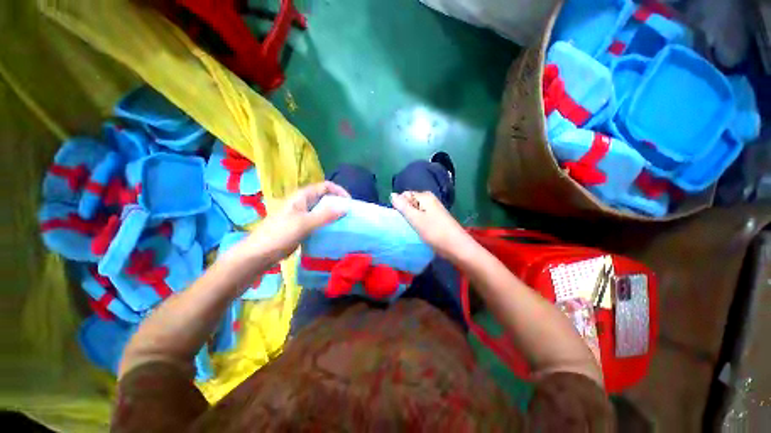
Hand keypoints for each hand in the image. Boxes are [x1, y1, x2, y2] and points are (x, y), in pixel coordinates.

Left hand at [244, 181, 349, 261]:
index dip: (338, 191)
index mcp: (302, 197)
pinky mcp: (301, 227)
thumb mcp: (304, 223)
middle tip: (349, 214)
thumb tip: (346, 207)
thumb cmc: (280, 234)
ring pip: (322, 210)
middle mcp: (303, 203)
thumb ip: (325, 215)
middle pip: (325, 198)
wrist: (259, 254)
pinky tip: (333, 231)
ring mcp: (302, 215)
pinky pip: (318, 221)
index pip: (325, 186)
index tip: (349, 202)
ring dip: (333, 214)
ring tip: (345, 223)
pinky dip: (327, 224)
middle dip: (338, 203)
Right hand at [390, 191, 473, 259]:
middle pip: (410, 202)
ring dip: (411, 219)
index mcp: (425, 196)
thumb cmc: (434, 232)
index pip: (405, 195)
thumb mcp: (415, 219)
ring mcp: (434, 209)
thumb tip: (392, 194)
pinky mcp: (436, 218)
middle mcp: (430, 199)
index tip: (401, 218)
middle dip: (405, 212)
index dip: (400, 205)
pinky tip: (418, 231)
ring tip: (411, 229)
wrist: (456, 247)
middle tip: (406, 225)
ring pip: (416, 210)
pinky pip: (422, 217)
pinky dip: (418, 223)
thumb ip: (403, 206)